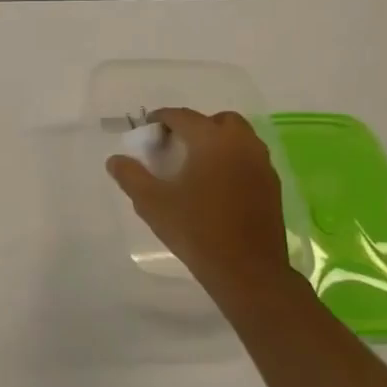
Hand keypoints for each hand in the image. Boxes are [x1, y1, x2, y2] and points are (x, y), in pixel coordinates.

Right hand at [106, 107, 291, 289]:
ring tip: (194, 165)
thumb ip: (130, 175)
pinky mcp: (272, 186)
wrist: (247, 270)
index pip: (182, 116)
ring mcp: (261, 165)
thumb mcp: (151, 202)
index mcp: (211, 141)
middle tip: (175, 147)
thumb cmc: (195, 230)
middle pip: (218, 120)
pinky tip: (215, 185)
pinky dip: (231, 160)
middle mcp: (241, 144)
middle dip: (195, 126)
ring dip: (217, 142)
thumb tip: (115, 160)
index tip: (146, 131)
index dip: (161, 119)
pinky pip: (249, 159)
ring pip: (239, 138)